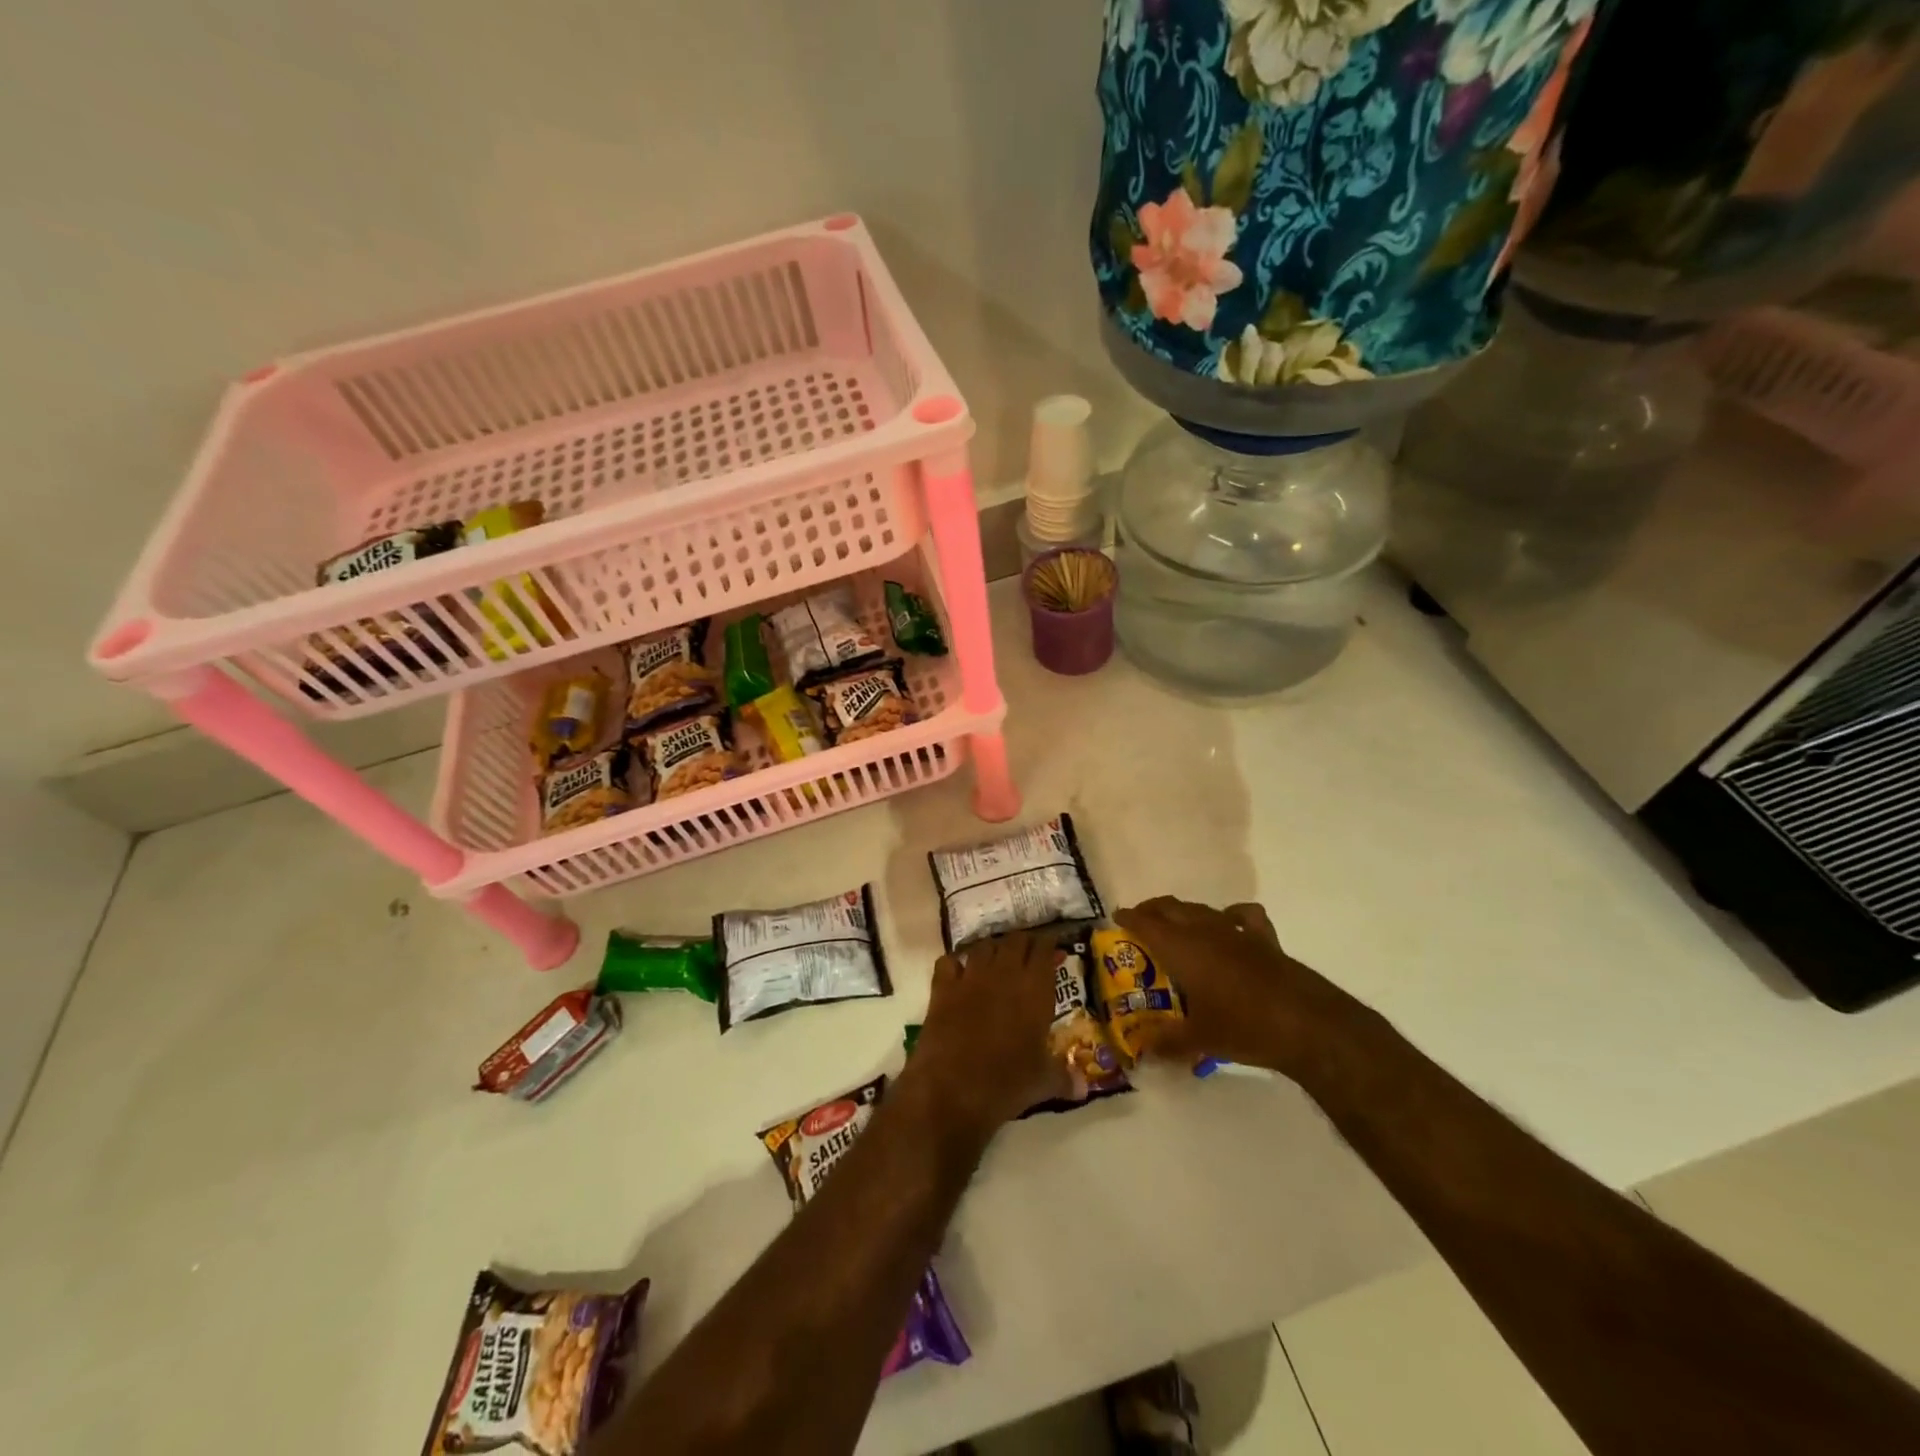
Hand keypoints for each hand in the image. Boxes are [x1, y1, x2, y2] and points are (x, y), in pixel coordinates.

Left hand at [904, 930, 1072, 1139]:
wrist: (952, 1089)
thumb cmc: (1007, 1082)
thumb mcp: (1043, 1082)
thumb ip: (1065, 1078)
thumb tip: (1084, 1087)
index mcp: (1034, 989)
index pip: (1043, 949)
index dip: (1049, 945)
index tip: (1054, 949)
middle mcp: (1004, 973)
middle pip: (1015, 941)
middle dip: (1024, 943)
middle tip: (1029, 954)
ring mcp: (970, 977)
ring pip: (984, 946)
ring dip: (993, 949)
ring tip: (998, 960)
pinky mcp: (942, 988)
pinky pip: (949, 962)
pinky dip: (956, 963)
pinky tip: (959, 973)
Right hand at [1113, 898, 1353, 1076]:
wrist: (1306, 1024)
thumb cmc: (1244, 1027)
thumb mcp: (1200, 1040)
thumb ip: (1167, 1042)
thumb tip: (1143, 1049)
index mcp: (1182, 948)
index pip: (1146, 923)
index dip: (1129, 918)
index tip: (1116, 918)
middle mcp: (1205, 930)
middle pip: (1171, 907)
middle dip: (1152, 910)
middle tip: (1140, 922)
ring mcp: (1236, 931)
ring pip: (1201, 909)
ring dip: (1184, 913)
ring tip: (1176, 927)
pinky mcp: (1264, 939)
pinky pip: (1242, 916)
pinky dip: (1230, 915)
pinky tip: (1229, 926)